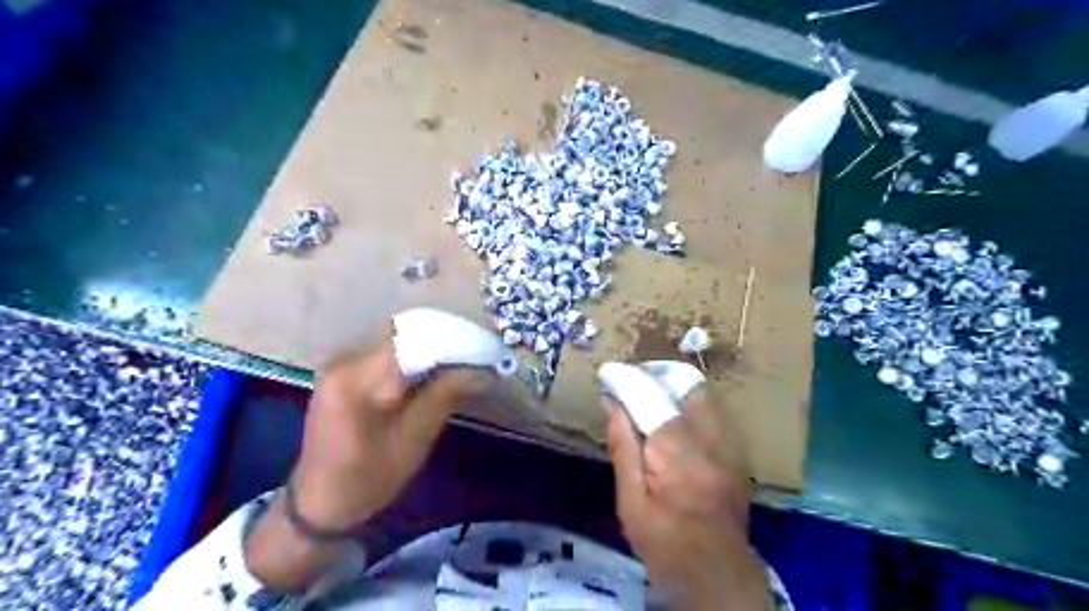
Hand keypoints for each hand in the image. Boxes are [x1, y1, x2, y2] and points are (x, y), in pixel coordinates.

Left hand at [246, 337, 494, 589]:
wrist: (320, 501)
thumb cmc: (368, 477)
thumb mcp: (414, 438)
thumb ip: (447, 395)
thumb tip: (484, 370)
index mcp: (357, 378)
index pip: (415, 340)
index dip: (455, 340)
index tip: (487, 351)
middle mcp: (346, 359)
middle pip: (406, 332)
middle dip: (447, 339)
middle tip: (479, 356)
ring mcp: (344, 362)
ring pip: (399, 337)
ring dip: (434, 345)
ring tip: (464, 362)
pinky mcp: (347, 369)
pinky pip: (389, 350)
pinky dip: (417, 355)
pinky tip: (436, 371)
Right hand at [610, 389, 768, 607]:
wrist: (718, 574)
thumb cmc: (665, 543)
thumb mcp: (630, 501)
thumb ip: (623, 446)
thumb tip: (612, 401)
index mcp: (678, 453)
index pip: (651, 396)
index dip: (627, 379)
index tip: (607, 373)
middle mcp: (711, 439)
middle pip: (686, 384)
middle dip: (656, 376)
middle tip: (631, 386)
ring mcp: (731, 444)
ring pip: (703, 394)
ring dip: (673, 388)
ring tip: (649, 400)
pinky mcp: (738, 451)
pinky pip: (713, 412)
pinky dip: (689, 406)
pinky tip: (673, 422)